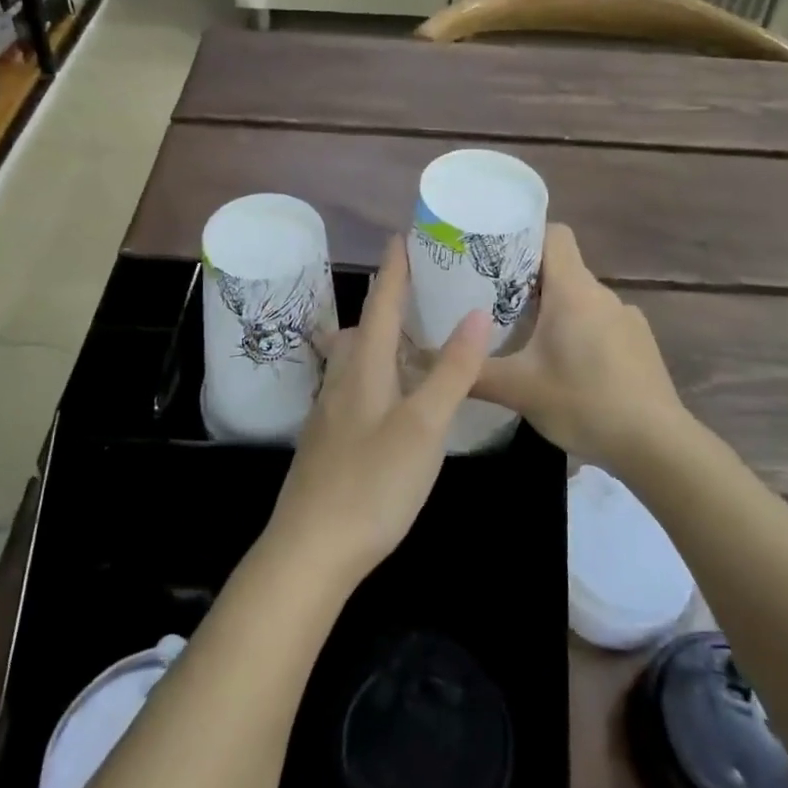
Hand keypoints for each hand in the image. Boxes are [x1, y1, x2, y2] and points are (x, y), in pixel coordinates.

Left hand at [265, 236, 491, 587]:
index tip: (403, 236)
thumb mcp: (424, 427)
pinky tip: (393, 397)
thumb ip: (452, 372)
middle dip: (388, 302)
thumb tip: (477, 313)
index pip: (381, 303)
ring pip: (355, 359)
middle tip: (423, 291)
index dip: (395, 269)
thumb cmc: (372, 483)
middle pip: (363, 328)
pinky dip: (377, 372)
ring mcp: (330, 412)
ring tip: (413, 340)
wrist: (310, 551)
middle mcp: (342, 380)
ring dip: (381, 339)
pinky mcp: (328, 440)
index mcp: (364, 368)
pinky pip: (354, 386)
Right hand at [473, 224, 688, 467]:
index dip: (525, 237)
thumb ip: (472, 372)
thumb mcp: (518, 390)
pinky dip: (581, 335)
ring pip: (581, 300)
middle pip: (562, 268)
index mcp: (573, 290)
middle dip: (528, 283)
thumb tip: (429, 359)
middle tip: (494, 306)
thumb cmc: (584, 403)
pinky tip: (569, 371)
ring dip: (555, 313)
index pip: (553, 234)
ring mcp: (627, 318)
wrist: (658, 445)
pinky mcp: (640, 344)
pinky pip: (601, 324)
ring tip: (528, 343)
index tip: (496, 257)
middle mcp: (602, 294)